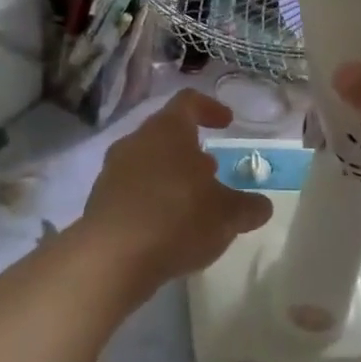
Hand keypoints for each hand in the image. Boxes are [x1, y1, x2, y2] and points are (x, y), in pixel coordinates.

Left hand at [79, 89, 274, 290]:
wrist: (111, 259)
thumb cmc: (177, 219)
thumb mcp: (227, 215)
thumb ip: (248, 207)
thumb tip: (261, 206)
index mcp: (167, 130)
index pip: (188, 101)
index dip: (210, 108)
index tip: (226, 122)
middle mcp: (136, 141)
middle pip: (165, 133)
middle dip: (190, 149)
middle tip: (211, 171)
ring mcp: (112, 171)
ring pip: (147, 161)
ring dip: (170, 175)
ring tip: (191, 202)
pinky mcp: (99, 202)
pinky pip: (131, 190)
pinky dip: (151, 200)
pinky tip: (166, 227)